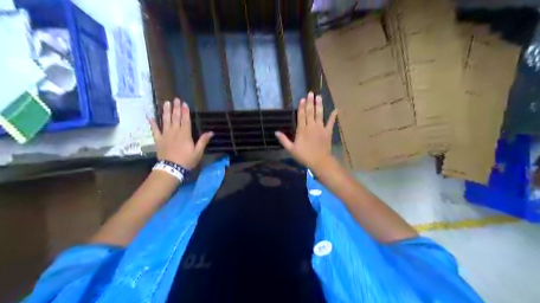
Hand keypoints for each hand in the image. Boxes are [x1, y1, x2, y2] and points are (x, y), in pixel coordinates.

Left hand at [149, 98, 215, 171]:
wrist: (171, 168)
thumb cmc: (186, 160)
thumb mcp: (198, 152)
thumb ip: (203, 141)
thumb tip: (211, 132)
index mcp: (185, 134)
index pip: (185, 120)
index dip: (185, 111)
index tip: (184, 103)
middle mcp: (175, 131)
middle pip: (175, 118)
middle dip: (176, 108)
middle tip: (175, 99)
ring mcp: (165, 135)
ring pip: (165, 121)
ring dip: (166, 111)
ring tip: (166, 103)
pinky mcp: (158, 140)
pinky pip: (154, 130)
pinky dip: (152, 123)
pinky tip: (150, 117)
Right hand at [274, 91, 336, 172]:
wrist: (319, 161)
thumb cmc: (304, 156)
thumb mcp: (291, 149)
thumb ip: (284, 140)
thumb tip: (276, 132)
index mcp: (302, 130)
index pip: (301, 115)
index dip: (302, 107)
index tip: (303, 99)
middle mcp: (311, 126)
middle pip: (310, 112)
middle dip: (310, 102)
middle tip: (311, 93)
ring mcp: (320, 128)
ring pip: (319, 114)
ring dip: (319, 105)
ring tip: (319, 96)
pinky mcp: (328, 132)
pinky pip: (331, 122)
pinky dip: (333, 116)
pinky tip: (336, 110)